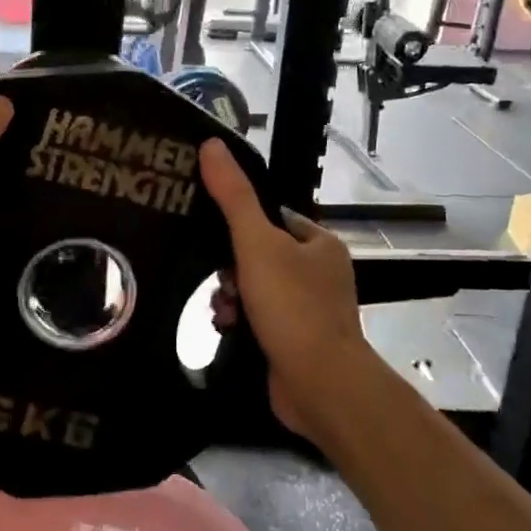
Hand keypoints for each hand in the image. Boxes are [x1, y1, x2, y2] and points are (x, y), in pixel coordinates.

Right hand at [199, 138, 370, 441]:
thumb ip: (233, 196)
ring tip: (222, 311)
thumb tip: (211, 144)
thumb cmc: (293, 306)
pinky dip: (240, 321)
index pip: (272, 217)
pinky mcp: (296, 341)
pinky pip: (258, 319)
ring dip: (230, 296)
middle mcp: (319, 273)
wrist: (320, 385)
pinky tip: (226, 329)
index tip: (213, 236)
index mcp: (320, 244)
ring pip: (254, 289)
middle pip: (258, 255)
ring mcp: (309, 310)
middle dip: (230, 268)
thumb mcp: (257, 243)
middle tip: (221, 281)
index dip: (240, 224)